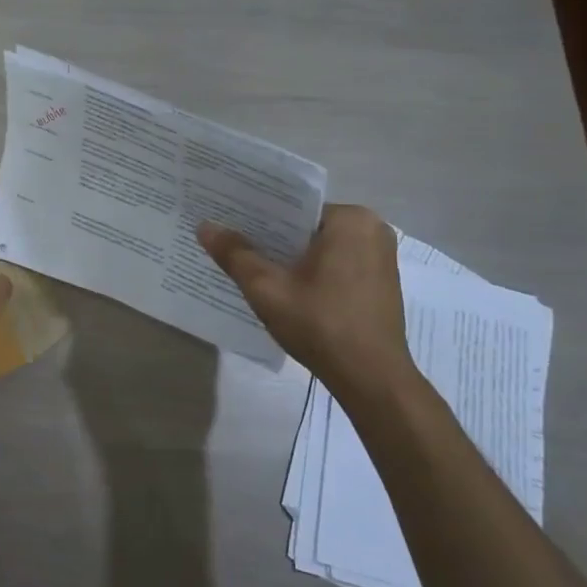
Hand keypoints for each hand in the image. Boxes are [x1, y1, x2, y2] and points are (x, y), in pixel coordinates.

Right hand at [199, 205, 417, 403]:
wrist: (371, 379)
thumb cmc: (320, 324)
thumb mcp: (267, 288)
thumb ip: (235, 254)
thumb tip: (204, 226)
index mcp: (351, 220)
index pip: (293, 207)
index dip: (257, 216)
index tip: (227, 222)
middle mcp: (373, 229)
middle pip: (306, 227)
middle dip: (272, 238)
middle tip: (232, 244)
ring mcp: (381, 257)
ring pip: (321, 247)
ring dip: (290, 256)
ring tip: (251, 265)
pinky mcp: (381, 281)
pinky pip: (336, 263)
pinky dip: (311, 271)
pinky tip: (284, 287)